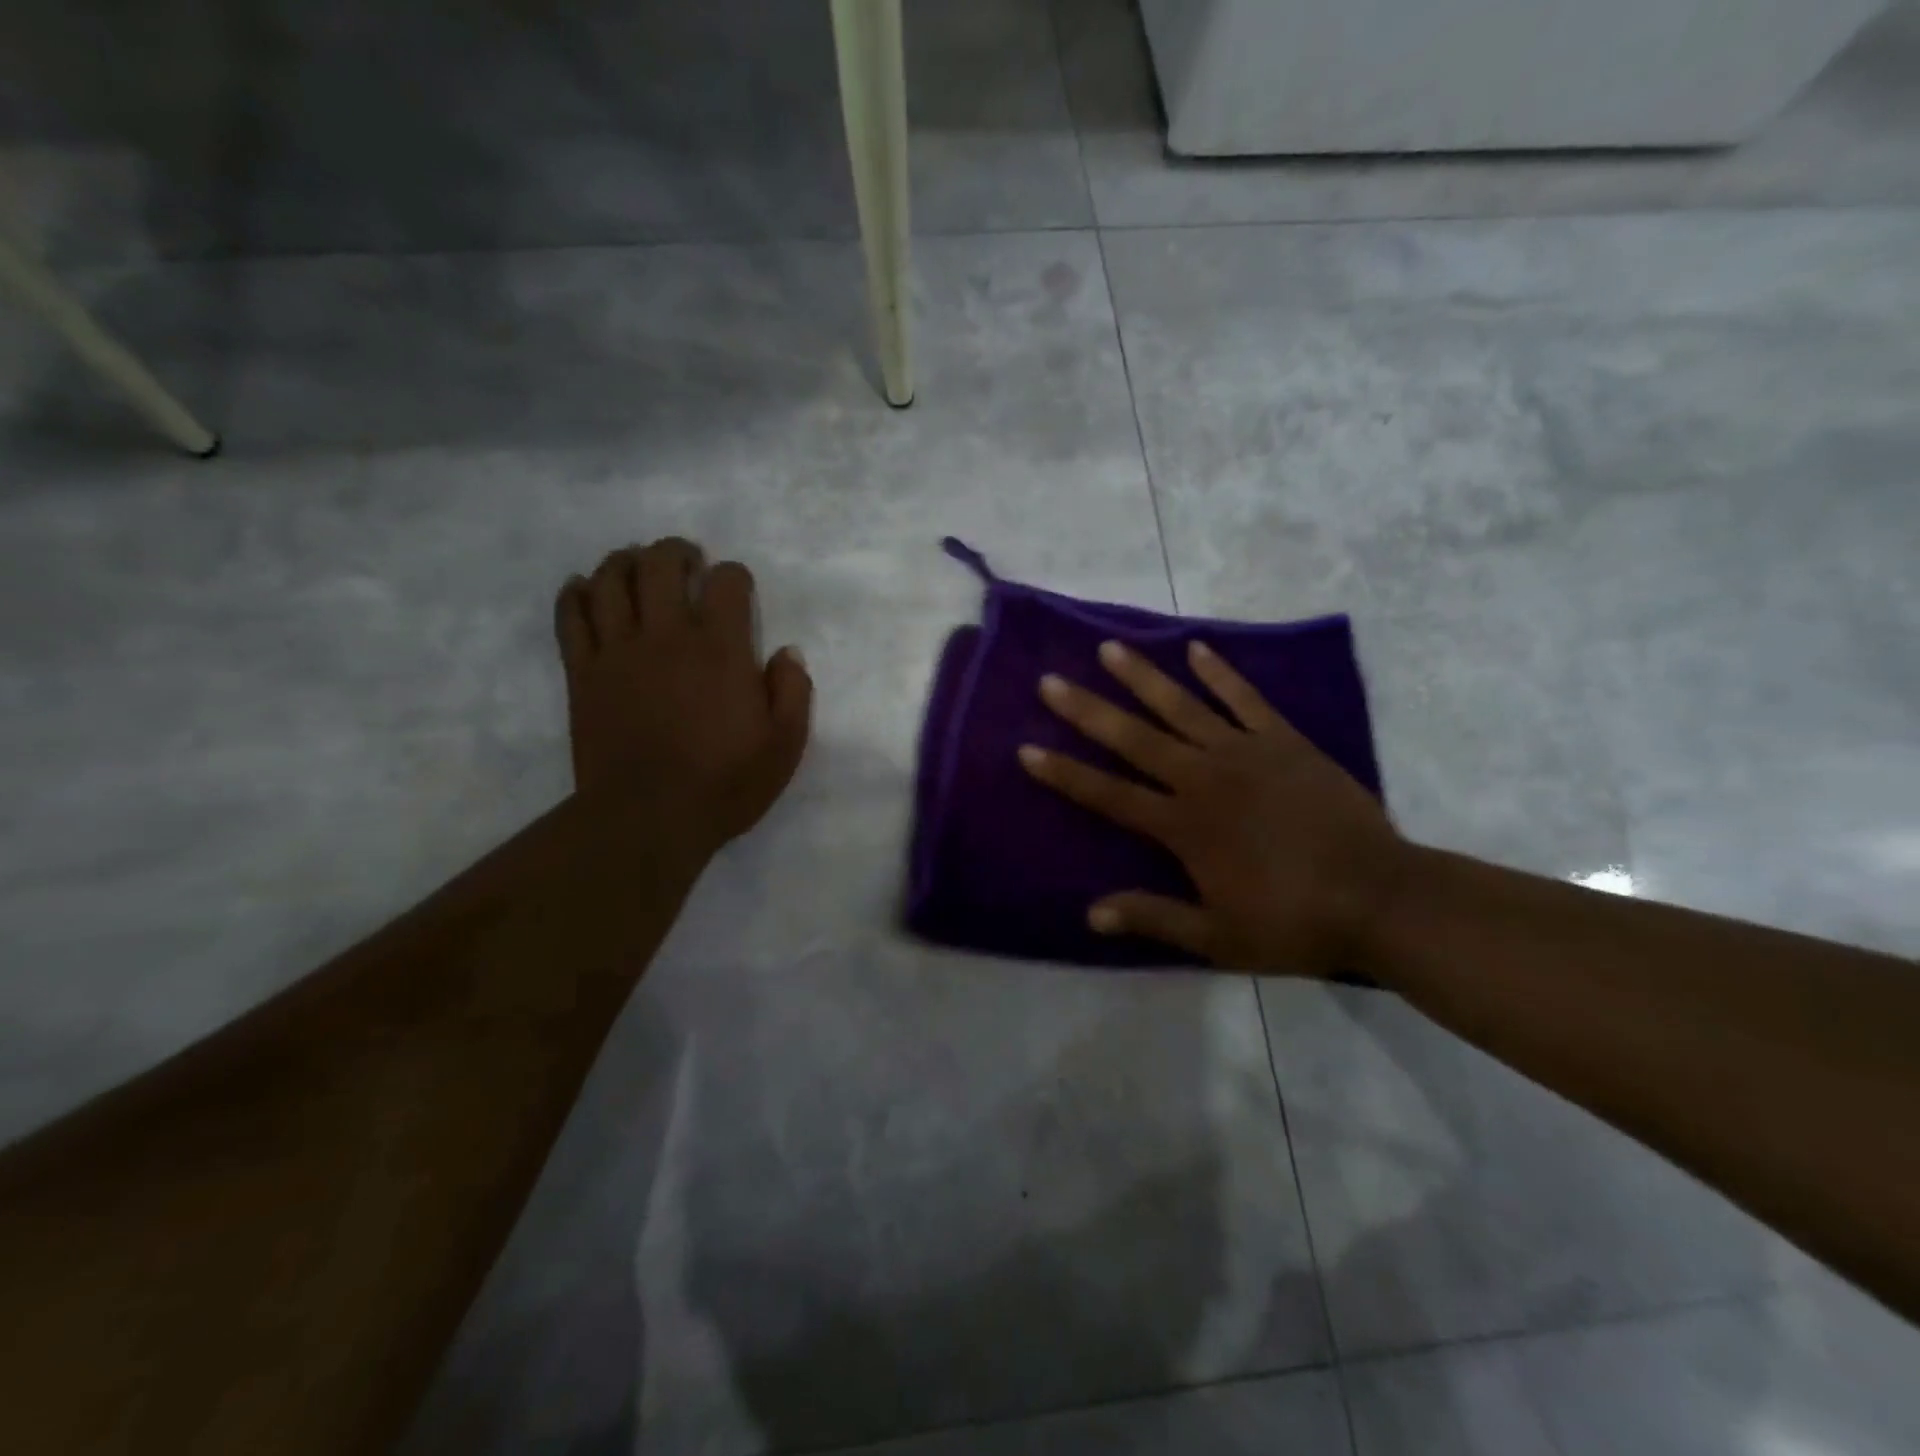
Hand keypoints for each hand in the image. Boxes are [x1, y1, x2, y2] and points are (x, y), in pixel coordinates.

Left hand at [554, 539, 812, 853]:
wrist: (648, 819)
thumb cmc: (725, 784)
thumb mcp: (784, 745)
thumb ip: (793, 692)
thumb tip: (787, 652)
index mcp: (721, 649)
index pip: (727, 583)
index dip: (735, 576)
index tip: (737, 589)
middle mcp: (667, 636)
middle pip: (661, 564)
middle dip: (676, 551)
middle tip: (686, 559)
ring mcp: (618, 651)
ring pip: (611, 579)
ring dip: (625, 560)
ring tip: (636, 563)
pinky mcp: (583, 673)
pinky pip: (571, 616)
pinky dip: (576, 593)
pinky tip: (585, 588)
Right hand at [1018, 639, 1410, 975]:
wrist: (1380, 897)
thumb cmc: (1294, 921)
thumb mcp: (1218, 937)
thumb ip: (1154, 918)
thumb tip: (1091, 914)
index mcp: (1183, 826)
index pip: (1109, 795)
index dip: (1065, 773)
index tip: (1027, 749)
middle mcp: (1204, 779)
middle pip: (1135, 739)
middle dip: (1088, 711)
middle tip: (1051, 681)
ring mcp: (1246, 753)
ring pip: (1183, 707)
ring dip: (1143, 677)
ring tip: (1109, 648)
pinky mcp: (1285, 742)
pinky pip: (1246, 700)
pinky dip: (1221, 673)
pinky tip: (1197, 650)